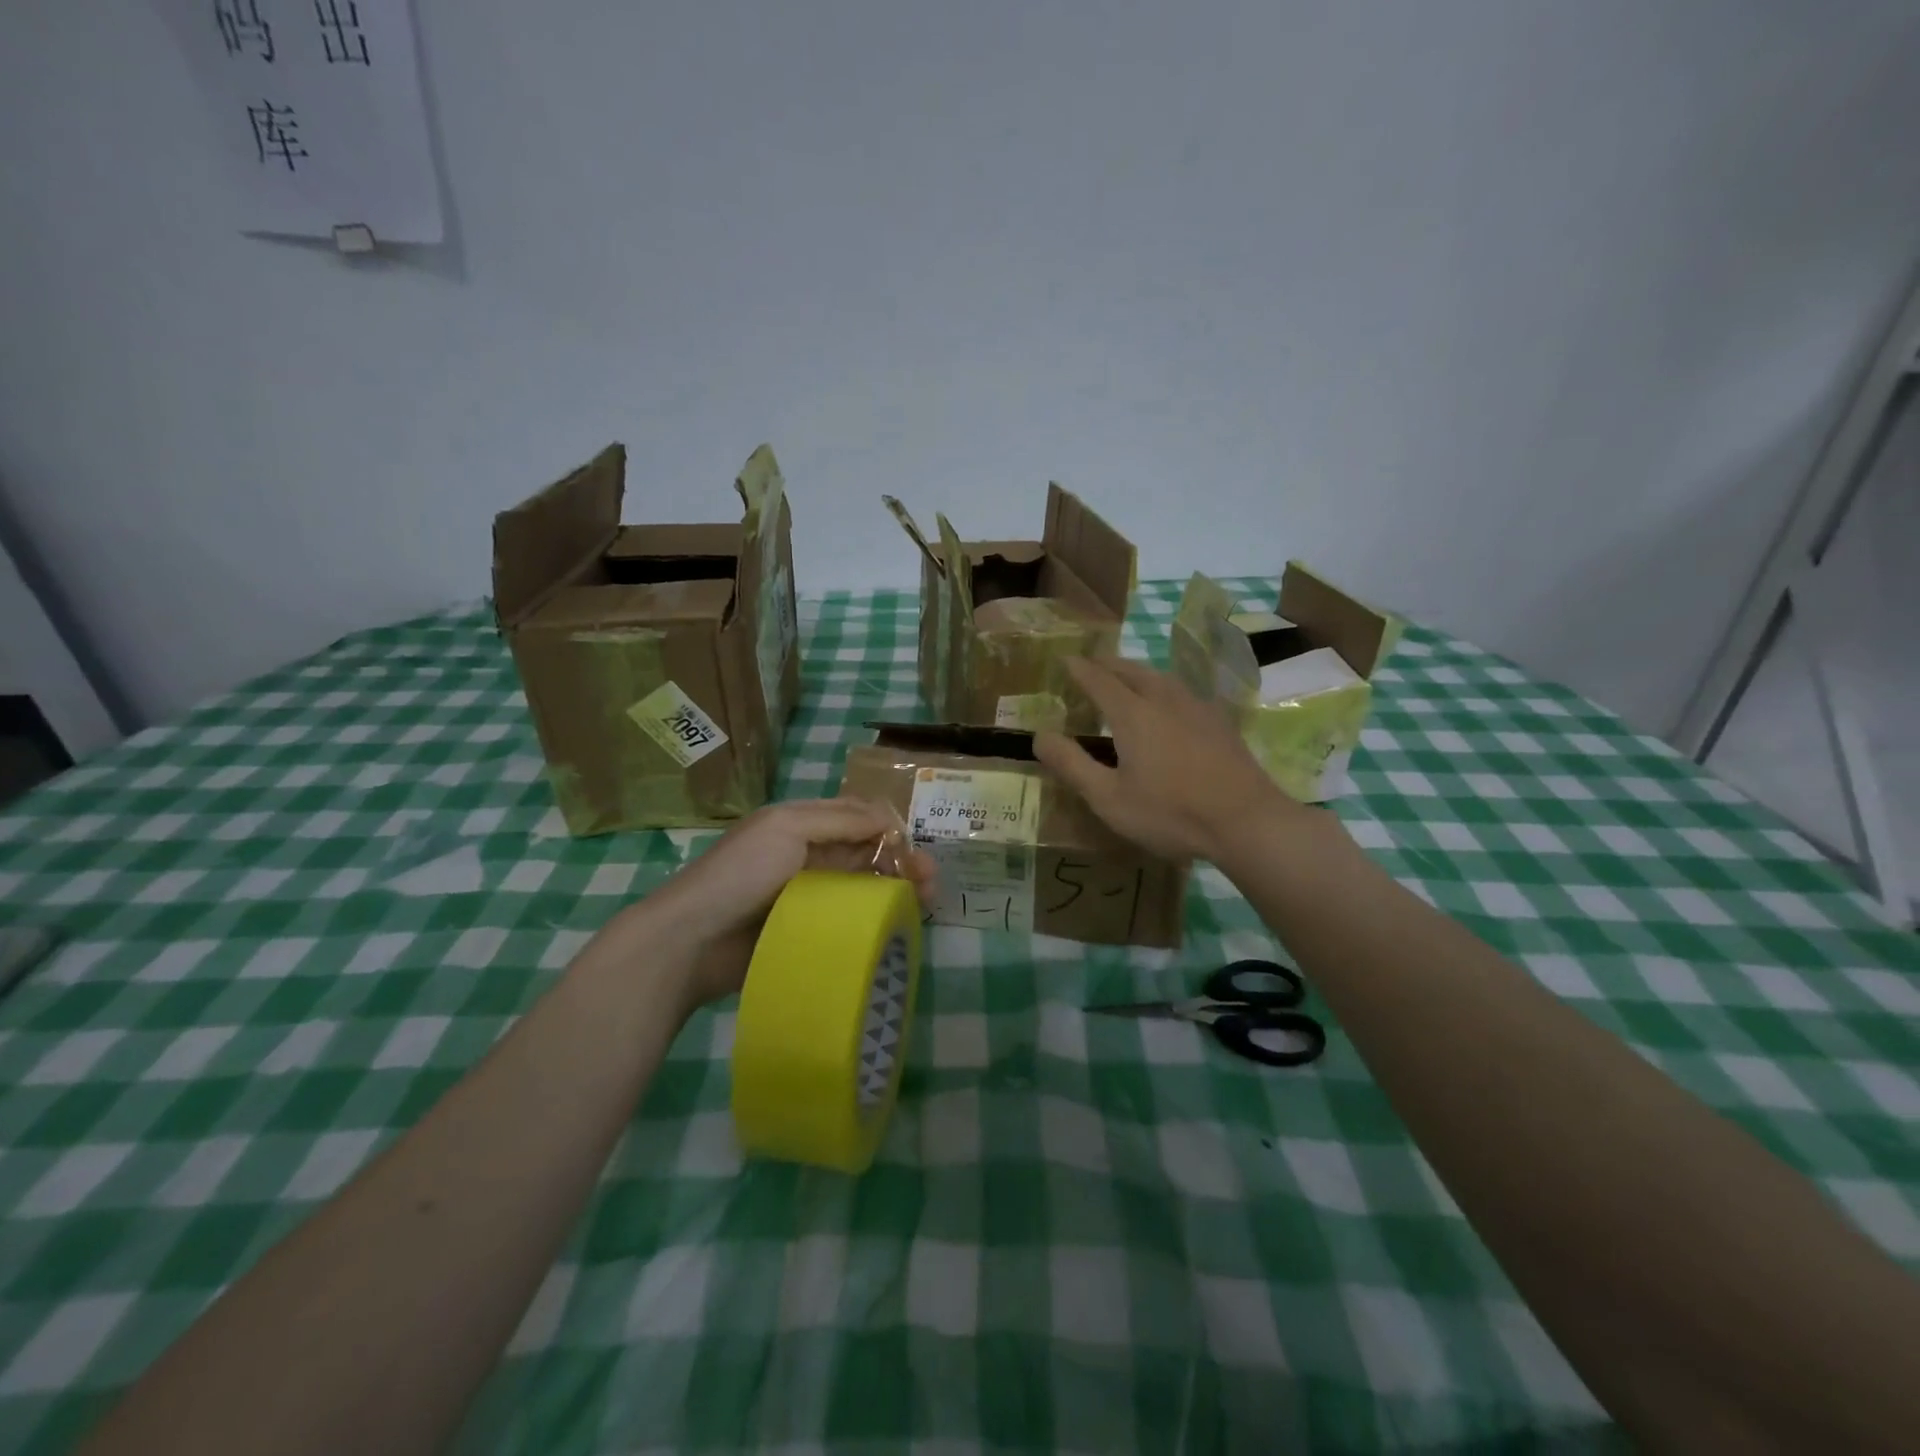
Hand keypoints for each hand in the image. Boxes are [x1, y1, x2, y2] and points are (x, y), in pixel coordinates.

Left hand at [642, 797, 935, 1008]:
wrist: (693, 940)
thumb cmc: (740, 874)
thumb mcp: (787, 828)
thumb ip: (840, 819)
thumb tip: (889, 818)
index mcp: (802, 826)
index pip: (857, 818)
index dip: (890, 828)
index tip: (918, 847)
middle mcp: (809, 857)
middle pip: (867, 853)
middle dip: (902, 860)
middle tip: (932, 880)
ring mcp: (809, 898)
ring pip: (864, 887)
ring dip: (897, 889)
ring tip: (928, 902)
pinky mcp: (809, 933)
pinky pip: (850, 921)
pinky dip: (877, 920)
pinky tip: (899, 926)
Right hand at [1035, 657, 1300, 861]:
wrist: (1247, 821)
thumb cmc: (1170, 813)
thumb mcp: (1109, 798)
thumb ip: (1072, 765)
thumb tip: (1039, 735)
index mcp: (1133, 714)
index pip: (1099, 680)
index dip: (1079, 669)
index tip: (1065, 659)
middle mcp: (1164, 699)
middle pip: (1132, 670)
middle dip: (1108, 664)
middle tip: (1092, 665)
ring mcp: (1197, 708)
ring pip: (1161, 677)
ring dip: (1137, 672)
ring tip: (1126, 678)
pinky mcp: (1220, 722)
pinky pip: (1183, 691)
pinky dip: (1163, 687)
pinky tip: (1170, 703)